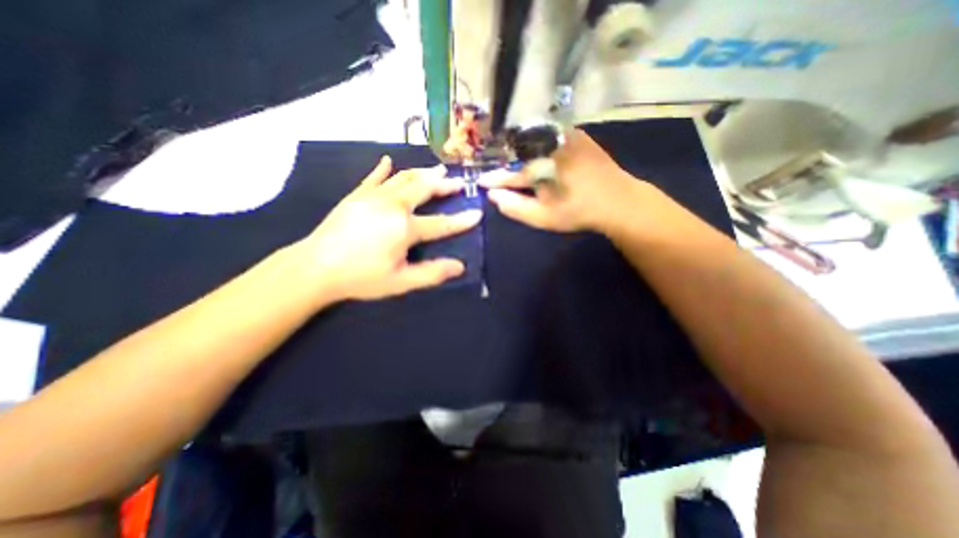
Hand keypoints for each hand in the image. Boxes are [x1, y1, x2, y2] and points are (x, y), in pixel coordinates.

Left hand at [298, 158, 483, 304]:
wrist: (315, 267)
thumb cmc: (361, 277)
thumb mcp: (400, 282)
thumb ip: (432, 273)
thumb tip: (460, 266)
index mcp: (405, 228)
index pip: (441, 223)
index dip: (461, 220)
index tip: (477, 214)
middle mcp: (393, 206)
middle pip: (424, 190)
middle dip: (444, 185)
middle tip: (458, 182)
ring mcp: (373, 197)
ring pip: (404, 178)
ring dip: (423, 173)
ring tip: (437, 169)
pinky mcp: (357, 195)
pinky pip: (373, 177)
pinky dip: (383, 169)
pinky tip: (389, 160)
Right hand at [480, 128, 659, 233]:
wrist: (618, 200)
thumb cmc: (579, 212)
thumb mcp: (544, 217)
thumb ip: (516, 207)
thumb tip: (493, 196)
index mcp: (540, 168)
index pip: (510, 174)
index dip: (495, 179)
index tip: (482, 182)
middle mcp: (550, 146)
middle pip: (519, 150)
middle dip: (505, 159)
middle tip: (497, 168)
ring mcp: (565, 136)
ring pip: (533, 139)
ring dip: (520, 147)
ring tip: (511, 157)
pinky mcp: (577, 134)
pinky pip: (549, 133)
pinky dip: (538, 141)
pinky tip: (536, 149)